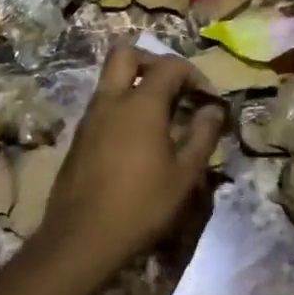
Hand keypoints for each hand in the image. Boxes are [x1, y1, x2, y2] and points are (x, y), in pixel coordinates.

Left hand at [31, 46, 226, 282]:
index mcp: (140, 104)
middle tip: (173, 88)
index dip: (194, 75)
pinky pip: (103, 105)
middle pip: (126, 55)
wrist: (81, 239)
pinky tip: (137, 141)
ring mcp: (90, 118)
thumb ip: (202, 135)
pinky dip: (122, 107)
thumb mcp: (184, 175)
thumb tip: (214, 110)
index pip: (169, 66)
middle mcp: (111, 101)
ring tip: (161, 118)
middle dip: (153, 62)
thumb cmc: (141, 206)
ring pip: (110, 80)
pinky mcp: (79, 138)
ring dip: (136, 85)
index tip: (208, 99)